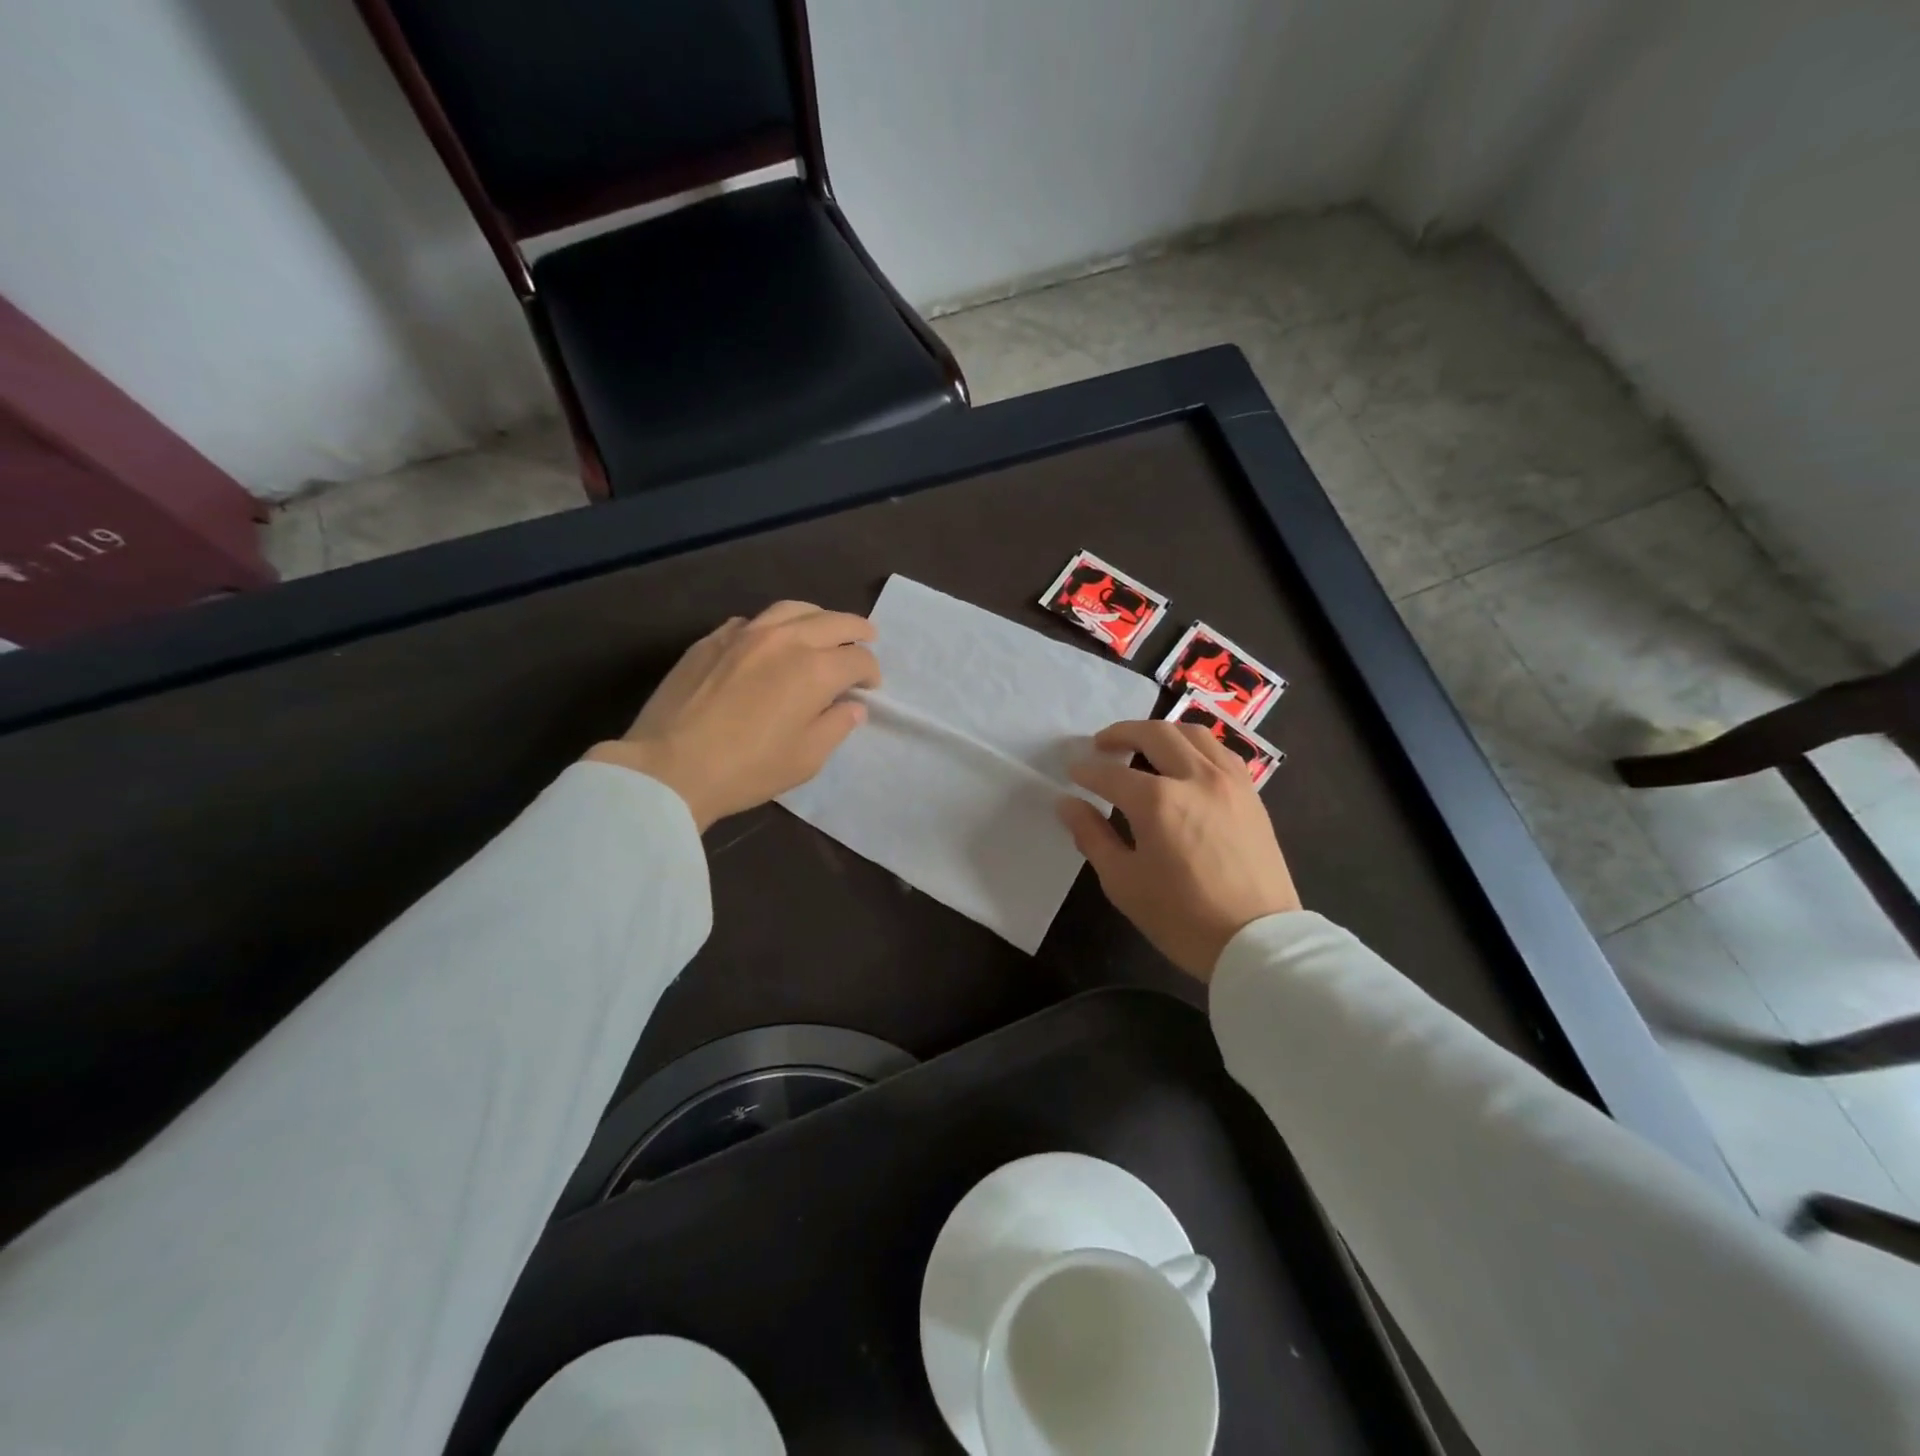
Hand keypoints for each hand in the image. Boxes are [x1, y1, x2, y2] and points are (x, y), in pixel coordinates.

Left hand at [586, 601, 879, 830]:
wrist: (669, 767)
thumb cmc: (747, 769)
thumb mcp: (806, 758)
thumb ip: (836, 726)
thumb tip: (852, 706)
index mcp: (815, 669)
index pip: (857, 659)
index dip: (871, 672)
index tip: (870, 688)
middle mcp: (785, 639)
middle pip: (833, 621)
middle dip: (857, 630)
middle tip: (867, 638)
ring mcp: (744, 634)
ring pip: (792, 609)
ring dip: (817, 616)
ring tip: (824, 628)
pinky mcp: (712, 639)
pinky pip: (753, 620)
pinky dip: (774, 625)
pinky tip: (771, 640)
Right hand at [1058, 720, 1299, 981]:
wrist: (1257, 942)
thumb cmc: (1181, 917)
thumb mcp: (1123, 882)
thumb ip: (1092, 835)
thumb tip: (1067, 804)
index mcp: (1158, 801)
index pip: (1111, 774)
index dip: (1087, 772)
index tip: (1073, 773)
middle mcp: (1195, 777)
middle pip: (1155, 734)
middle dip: (1121, 733)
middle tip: (1101, 745)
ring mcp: (1229, 782)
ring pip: (1192, 733)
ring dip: (1161, 732)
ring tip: (1142, 744)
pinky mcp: (1252, 794)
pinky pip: (1220, 751)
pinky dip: (1195, 746)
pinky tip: (1185, 762)